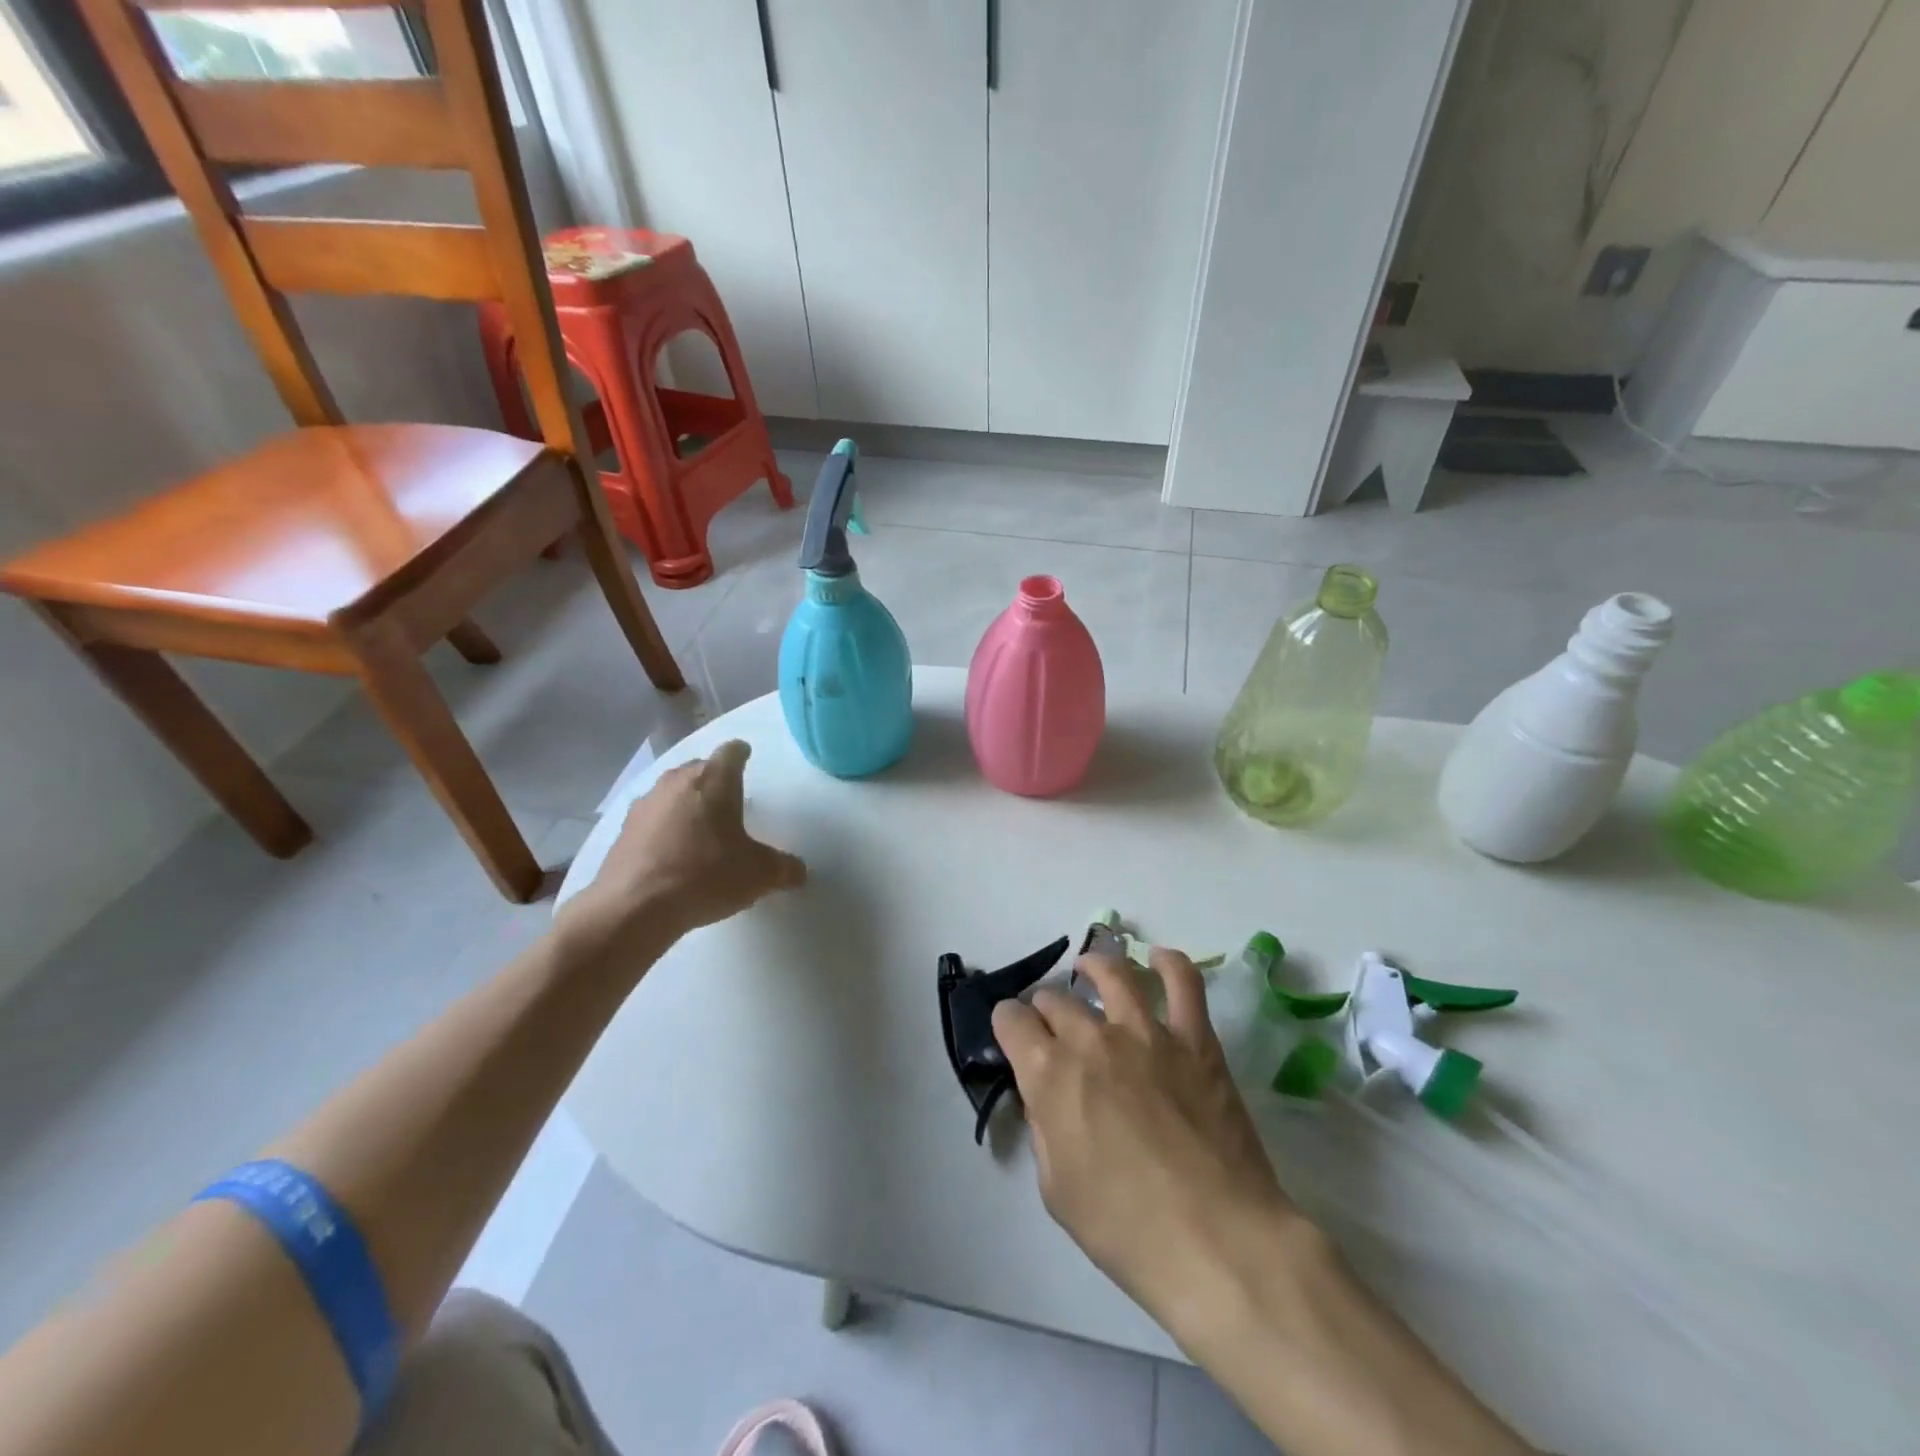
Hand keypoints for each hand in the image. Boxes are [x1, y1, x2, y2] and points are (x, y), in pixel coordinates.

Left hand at [559, 740, 806, 954]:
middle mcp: (677, 782)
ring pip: (672, 792)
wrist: (635, 907)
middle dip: (714, 779)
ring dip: (687, 803)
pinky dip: (664, 828)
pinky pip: (652, 819)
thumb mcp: (759, 875)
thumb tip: (799, 872)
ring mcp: (645, 804)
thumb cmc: (706, 875)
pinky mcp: (623, 831)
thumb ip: (785, 868)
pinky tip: (672, 853)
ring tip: (701, 827)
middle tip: (730, 798)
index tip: (746, 756)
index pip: (731, 752)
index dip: (741, 753)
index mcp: (714, 780)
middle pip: (699, 768)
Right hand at [991, 948, 1298, 1326]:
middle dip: (1045, 1010)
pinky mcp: (1195, 1039)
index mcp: (1049, 1074)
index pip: (1011, 1021)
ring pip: (1112, 975)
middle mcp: (1091, 1038)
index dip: (1007, 1025)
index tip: (1013, 1036)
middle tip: (1053, 1028)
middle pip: (1056, 1000)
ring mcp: (1147, 1032)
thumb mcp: (1056, 1188)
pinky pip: (1183, 982)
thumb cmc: (1125, 1228)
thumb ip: (1044, 1128)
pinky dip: (1169, 963)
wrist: (1216, 1241)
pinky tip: (1159, 959)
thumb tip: (1046, 1095)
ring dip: (1093, 967)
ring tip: (1090, 969)